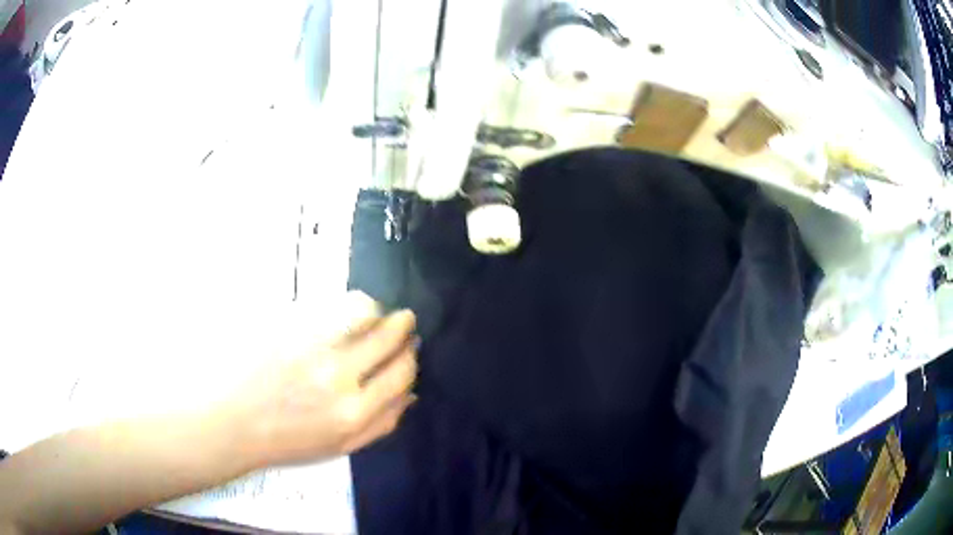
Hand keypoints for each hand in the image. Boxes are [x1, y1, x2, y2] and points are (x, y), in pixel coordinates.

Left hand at [222, 292, 418, 468]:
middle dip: (402, 326)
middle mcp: (338, 377)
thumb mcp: (340, 447)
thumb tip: (410, 394)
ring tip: (376, 313)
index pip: (401, 373)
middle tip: (404, 321)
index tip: (410, 349)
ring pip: (364, 311)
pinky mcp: (288, 324)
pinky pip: (331, 304)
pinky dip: (349, 303)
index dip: (410, 357)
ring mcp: (311, 346)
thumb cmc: (286, 440)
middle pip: (388, 339)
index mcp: (354, 413)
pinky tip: (346, 309)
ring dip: (378, 310)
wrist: (232, 421)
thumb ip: (381, 424)